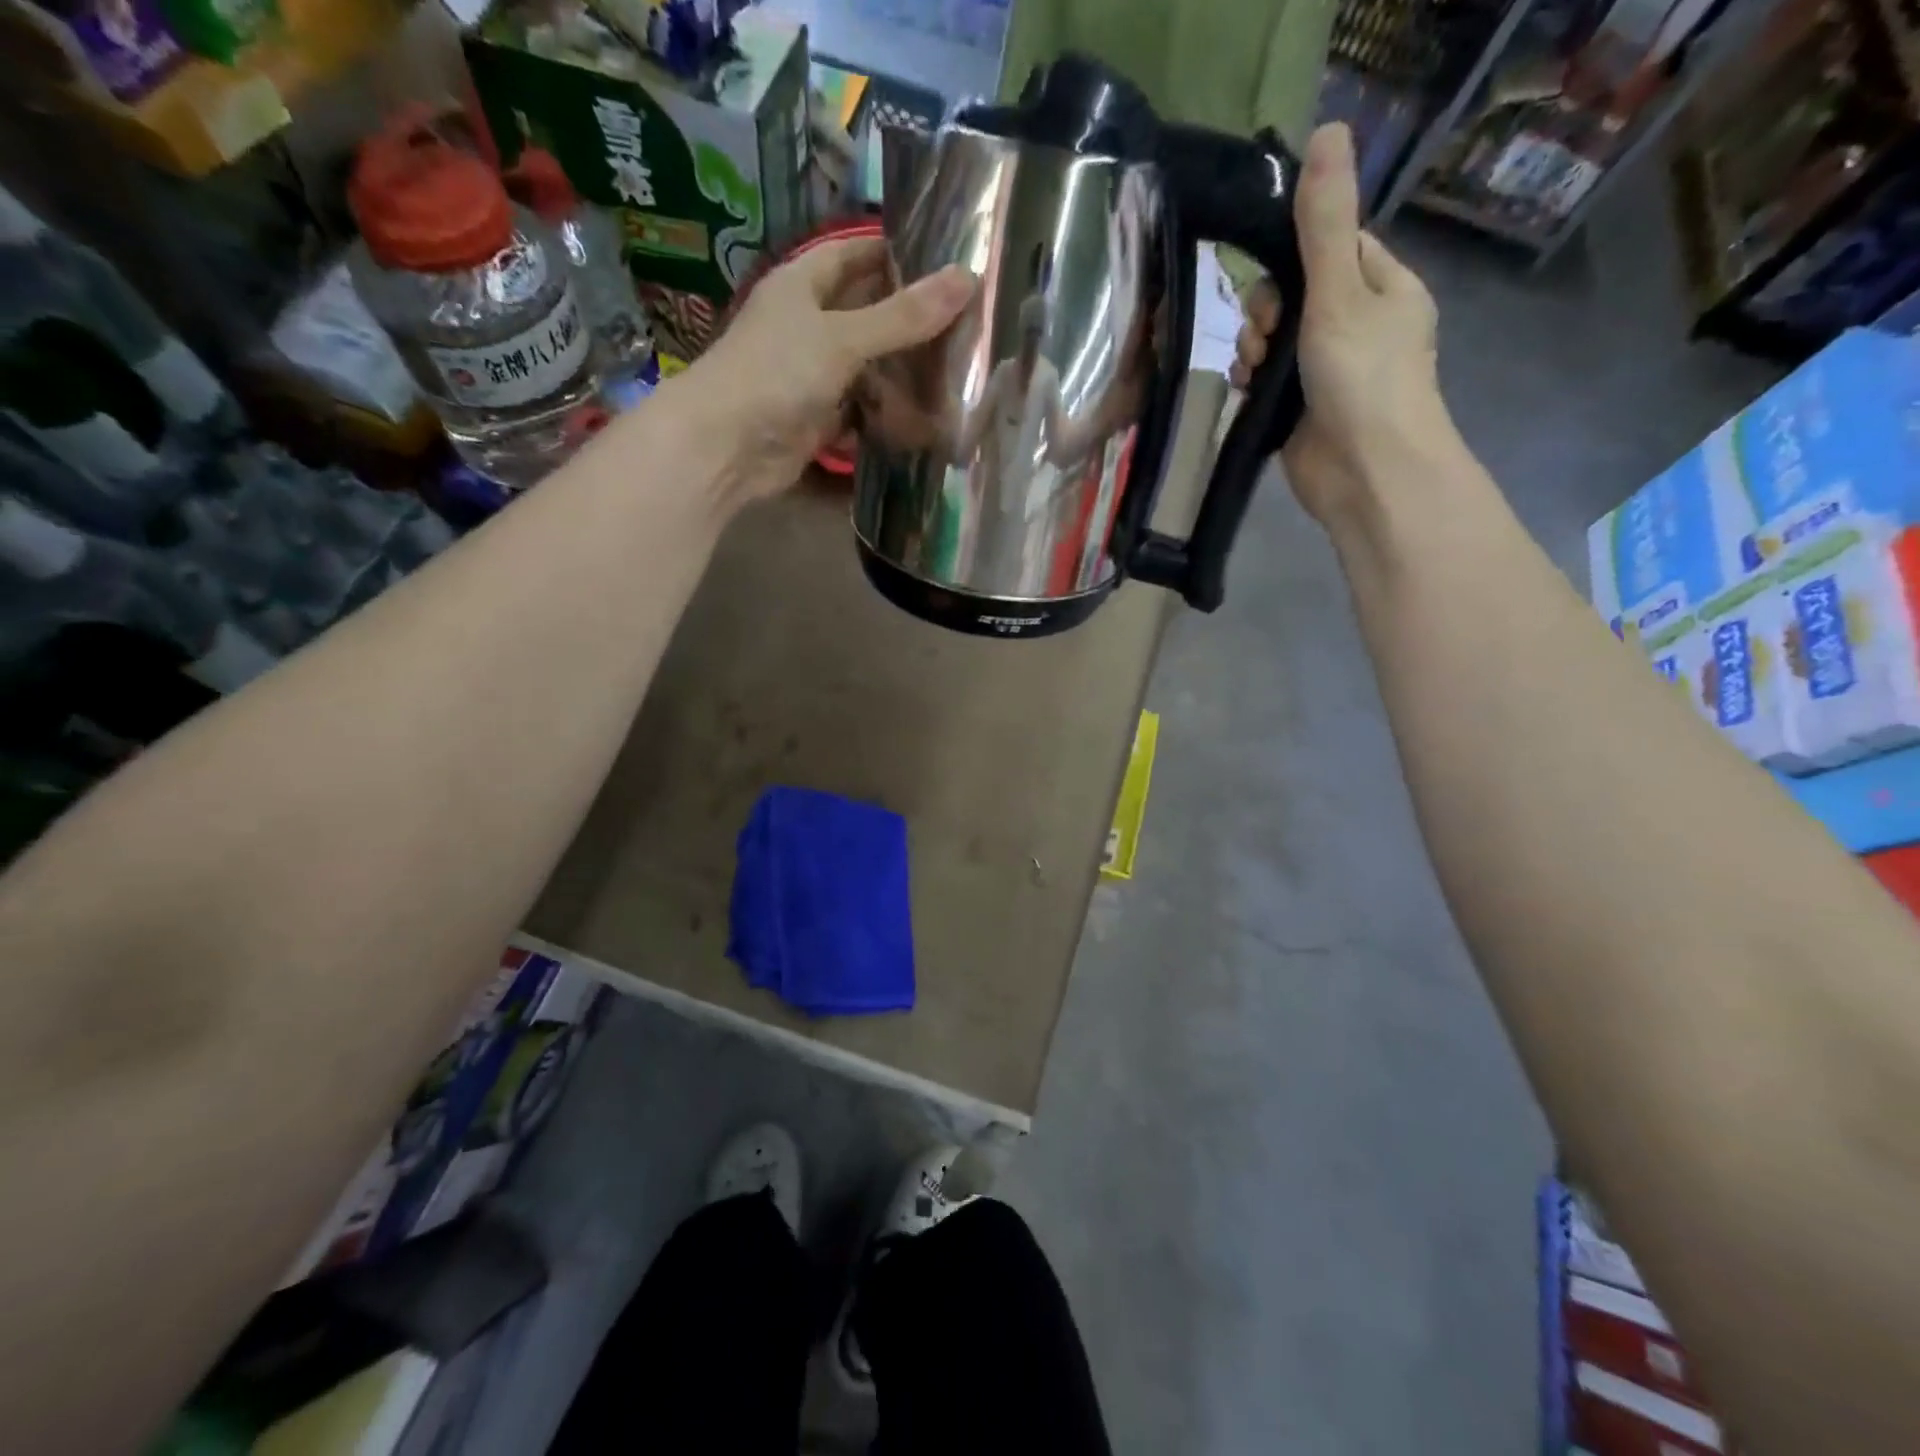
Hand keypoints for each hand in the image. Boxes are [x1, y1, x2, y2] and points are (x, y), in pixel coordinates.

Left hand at [694, 236, 972, 501]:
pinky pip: (858, 409)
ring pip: (865, 365)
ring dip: (900, 370)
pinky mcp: (816, 418)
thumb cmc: (778, 374)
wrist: (726, 447)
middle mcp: (806, 324)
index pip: (857, 253)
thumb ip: (903, 316)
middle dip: (908, 318)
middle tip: (966, 321)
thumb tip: (967, 279)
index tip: (947, 261)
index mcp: (803, 284)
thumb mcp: (844, 337)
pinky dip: (884, 413)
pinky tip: (923, 415)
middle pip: (866, 312)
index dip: (898, 252)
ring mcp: (810, 374)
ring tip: (956, 369)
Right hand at [1231, 124, 1446, 527]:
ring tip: (1252, 365)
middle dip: (1268, 308)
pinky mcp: (1299, 410)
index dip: (1295, 254)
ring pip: (1276, 339)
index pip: (1334, 246)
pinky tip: (1244, 386)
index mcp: (1384, 288)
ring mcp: (1327, 371)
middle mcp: (1357, 325)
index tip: (1270, 275)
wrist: (1366, 473)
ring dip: (1254, 345)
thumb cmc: (1363, 379)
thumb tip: (1327, 131)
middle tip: (1263, 334)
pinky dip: (1252, 379)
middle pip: (1296, 293)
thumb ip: (1324, 225)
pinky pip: (1267, 379)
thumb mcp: (1340, 294)